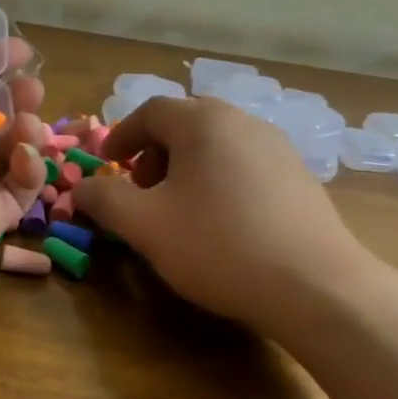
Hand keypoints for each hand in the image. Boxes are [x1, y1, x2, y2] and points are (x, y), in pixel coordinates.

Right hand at [77, 96, 376, 327]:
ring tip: (178, 208)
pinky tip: (220, 222)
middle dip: (154, 152)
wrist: (316, 286)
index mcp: (203, 122)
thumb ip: (104, 200)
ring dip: (187, 167)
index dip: (121, 137)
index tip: (107, 166)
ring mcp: (278, 148)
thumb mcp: (144, 225)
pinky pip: (245, 164)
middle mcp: (243, 122)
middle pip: (186, 123)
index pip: (151, 112)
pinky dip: (219, 180)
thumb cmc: (218, 245)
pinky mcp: (299, 177)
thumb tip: (81, 189)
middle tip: (141, 188)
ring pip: (217, 144)